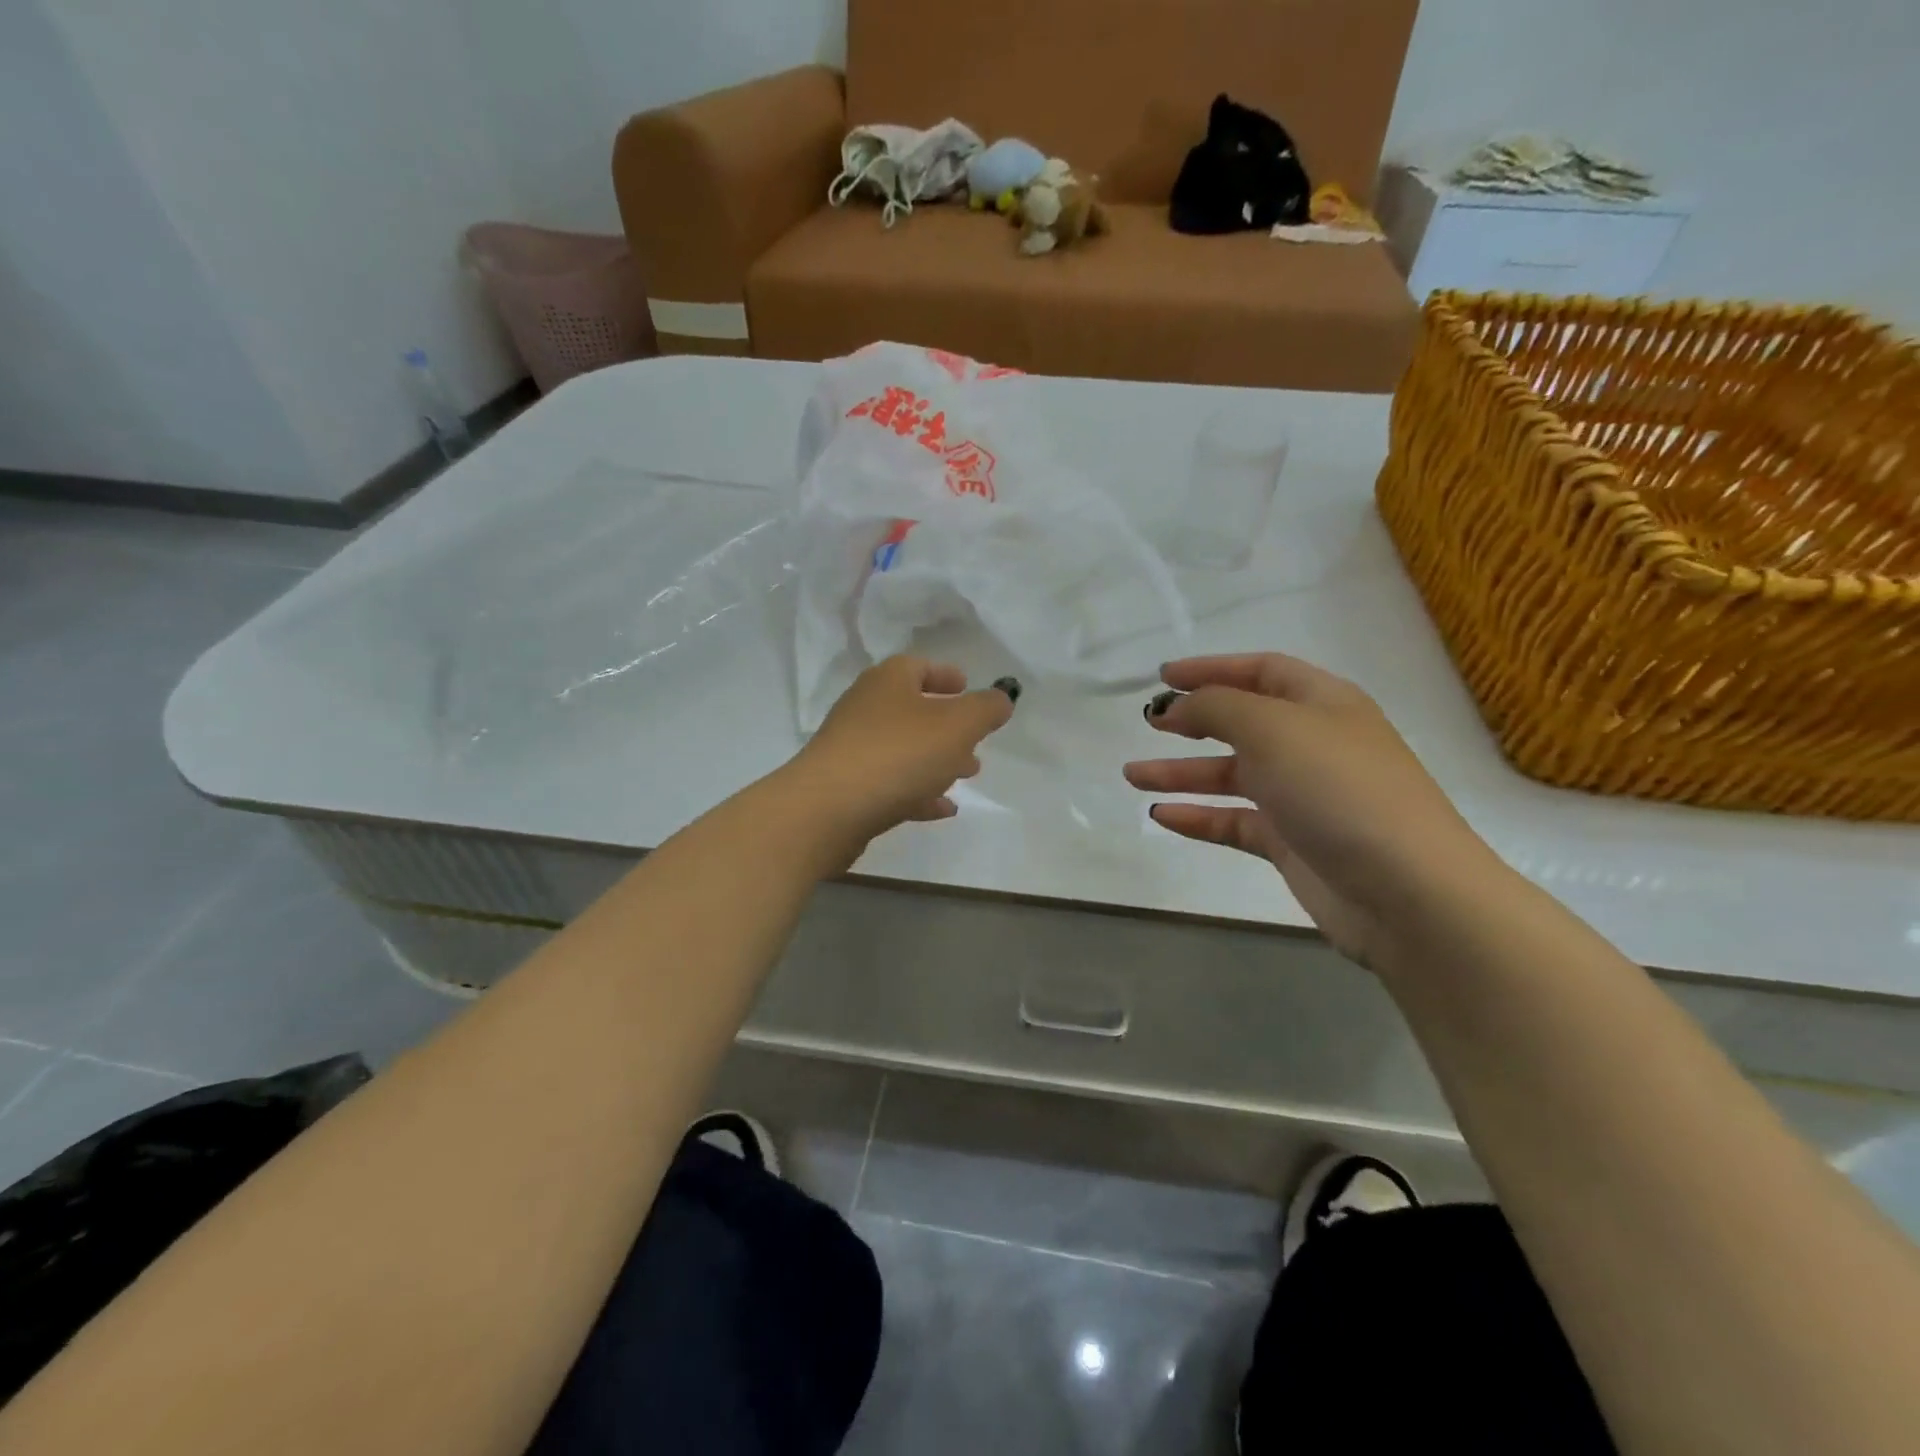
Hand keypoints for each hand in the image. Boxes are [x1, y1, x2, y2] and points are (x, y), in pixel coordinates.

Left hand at [784, 656, 1015, 853]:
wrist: (828, 810)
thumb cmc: (899, 754)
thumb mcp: (958, 725)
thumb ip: (986, 709)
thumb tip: (1002, 698)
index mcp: (888, 681)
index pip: (919, 666)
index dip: (946, 675)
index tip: (967, 687)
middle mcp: (866, 708)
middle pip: (912, 710)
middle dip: (948, 726)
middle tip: (975, 742)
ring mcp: (852, 749)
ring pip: (904, 749)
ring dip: (936, 760)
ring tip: (966, 775)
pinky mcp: (847, 788)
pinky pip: (891, 784)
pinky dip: (918, 792)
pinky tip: (942, 809)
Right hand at [1124, 653, 1498, 966]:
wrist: (1406, 892)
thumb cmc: (1338, 789)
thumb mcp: (1272, 728)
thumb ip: (1216, 707)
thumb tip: (1176, 706)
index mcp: (1322, 703)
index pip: (1261, 670)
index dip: (1211, 668)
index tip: (1162, 678)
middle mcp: (1313, 744)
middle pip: (1243, 722)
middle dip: (1194, 720)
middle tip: (1148, 724)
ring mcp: (1303, 796)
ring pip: (1231, 775)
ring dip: (1182, 772)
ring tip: (1133, 775)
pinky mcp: (1293, 843)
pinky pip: (1234, 821)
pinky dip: (1198, 816)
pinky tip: (1162, 816)